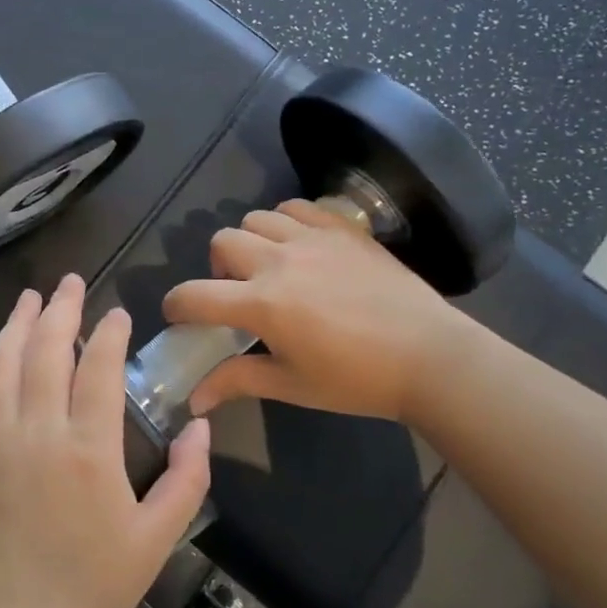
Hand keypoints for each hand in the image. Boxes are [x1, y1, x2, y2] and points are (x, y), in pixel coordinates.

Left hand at [0, 275, 212, 607]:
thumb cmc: (93, 589)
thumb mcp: (157, 540)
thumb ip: (186, 479)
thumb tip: (200, 425)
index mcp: (88, 449)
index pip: (97, 367)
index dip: (108, 332)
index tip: (117, 313)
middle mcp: (37, 433)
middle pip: (44, 351)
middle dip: (59, 309)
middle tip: (69, 282)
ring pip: (1, 366)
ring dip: (15, 326)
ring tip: (28, 299)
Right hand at [162, 200, 465, 423]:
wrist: (431, 358)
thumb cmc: (357, 380)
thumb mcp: (292, 386)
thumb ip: (237, 381)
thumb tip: (194, 400)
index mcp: (262, 305)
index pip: (195, 295)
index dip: (176, 306)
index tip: (179, 316)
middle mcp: (279, 262)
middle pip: (221, 242)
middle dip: (216, 268)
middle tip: (237, 292)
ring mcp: (312, 239)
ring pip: (256, 217)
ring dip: (250, 240)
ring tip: (269, 265)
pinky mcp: (342, 229)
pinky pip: (298, 206)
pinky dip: (286, 220)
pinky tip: (300, 246)